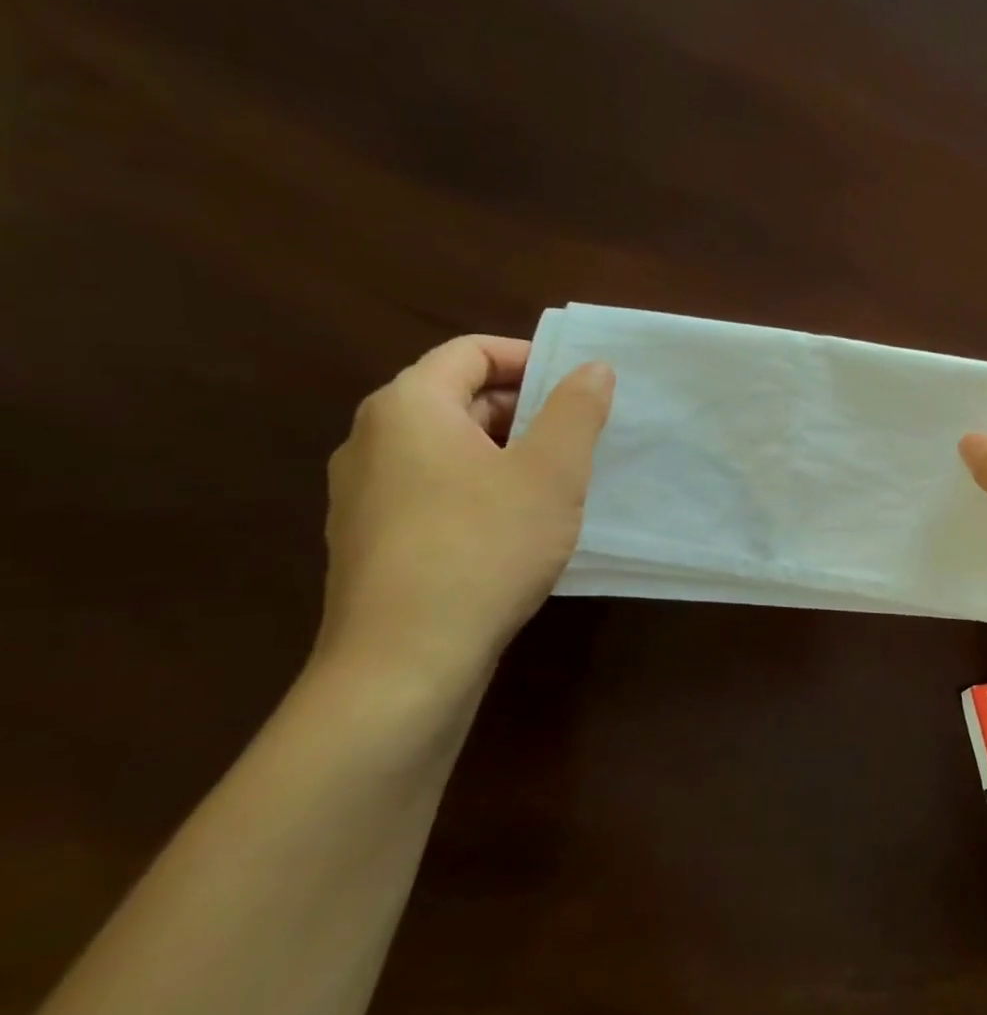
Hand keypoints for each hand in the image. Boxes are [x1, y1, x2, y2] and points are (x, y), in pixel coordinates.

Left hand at [317, 335, 613, 677]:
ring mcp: (366, 493)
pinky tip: (518, 526)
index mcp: (408, 407)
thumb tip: (593, 367)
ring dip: (508, 450)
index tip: (581, 387)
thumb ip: (576, 410)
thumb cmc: (484, 547)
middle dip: (526, 408)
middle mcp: (373, 440)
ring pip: (450, 447)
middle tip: (581, 436)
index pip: (471, 351)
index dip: (531, 358)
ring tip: (559, 482)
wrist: (405, 663)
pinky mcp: (373, 539)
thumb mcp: (551, 472)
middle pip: (459, 397)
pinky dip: (481, 486)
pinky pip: (435, 488)